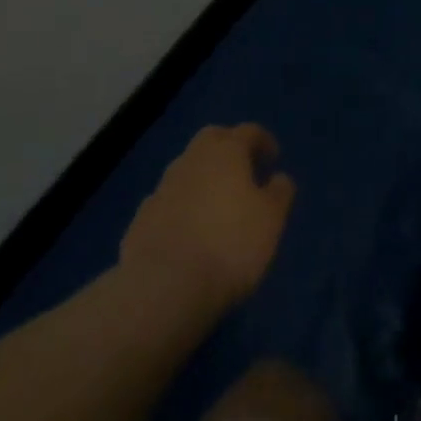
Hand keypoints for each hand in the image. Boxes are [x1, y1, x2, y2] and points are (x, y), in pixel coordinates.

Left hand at [119, 124, 295, 317]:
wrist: (163, 288)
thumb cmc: (229, 245)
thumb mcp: (271, 220)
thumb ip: (280, 193)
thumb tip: (279, 178)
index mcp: (226, 151)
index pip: (248, 132)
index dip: (264, 142)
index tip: (273, 159)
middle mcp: (192, 159)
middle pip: (212, 139)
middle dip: (228, 148)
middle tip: (243, 171)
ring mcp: (162, 188)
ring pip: (187, 169)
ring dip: (202, 178)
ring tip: (215, 204)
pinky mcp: (141, 219)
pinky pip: (167, 202)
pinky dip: (180, 207)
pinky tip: (187, 231)